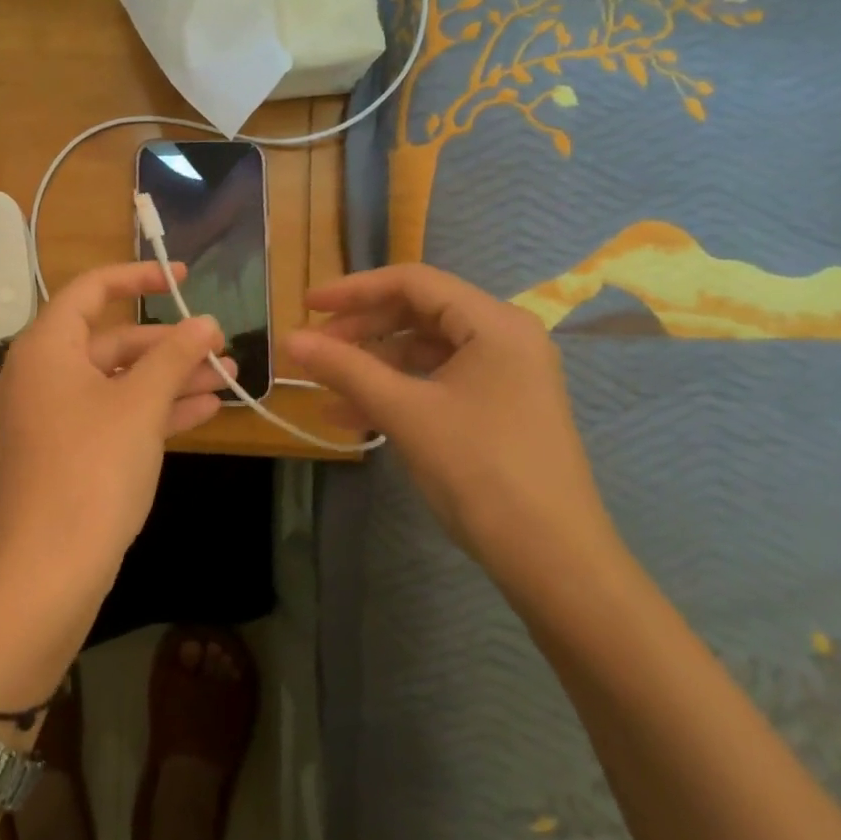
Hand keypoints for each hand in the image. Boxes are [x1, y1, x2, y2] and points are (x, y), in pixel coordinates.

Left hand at [0, 263, 224, 709]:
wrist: (48, 571)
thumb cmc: (93, 470)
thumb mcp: (140, 406)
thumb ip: (175, 356)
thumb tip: (207, 323)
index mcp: (46, 348)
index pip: (91, 290)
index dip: (139, 276)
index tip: (184, 278)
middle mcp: (41, 375)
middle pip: (111, 341)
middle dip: (169, 345)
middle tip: (220, 348)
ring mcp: (51, 417)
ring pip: (116, 382)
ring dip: (168, 379)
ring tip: (226, 379)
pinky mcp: (64, 453)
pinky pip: (111, 416)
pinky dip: (152, 411)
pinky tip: (203, 411)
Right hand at [283, 264, 623, 600]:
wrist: (551, 558)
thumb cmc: (479, 469)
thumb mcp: (405, 411)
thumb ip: (345, 368)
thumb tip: (289, 340)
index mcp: (494, 323)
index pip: (413, 282)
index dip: (354, 290)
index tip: (307, 307)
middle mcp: (504, 338)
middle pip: (418, 314)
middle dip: (361, 330)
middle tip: (313, 349)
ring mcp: (504, 376)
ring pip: (423, 352)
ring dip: (372, 366)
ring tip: (325, 388)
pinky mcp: (497, 409)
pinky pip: (435, 383)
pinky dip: (395, 392)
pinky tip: (353, 417)